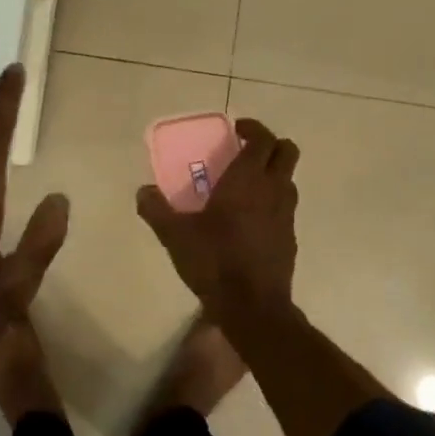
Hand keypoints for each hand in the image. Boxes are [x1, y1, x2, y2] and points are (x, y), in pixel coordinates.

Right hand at [137, 119, 298, 310]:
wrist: (253, 307)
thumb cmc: (214, 261)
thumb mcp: (175, 235)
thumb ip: (156, 210)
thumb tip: (143, 191)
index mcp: (247, 180)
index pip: (263, 139)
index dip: (253, 128)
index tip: (236, 130)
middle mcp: (273, 190)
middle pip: (287, 151)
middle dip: (270, 145)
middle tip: (244, 151)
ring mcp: (287, 215)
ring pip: (289, 180)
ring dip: (273, 174)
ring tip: (245, 186)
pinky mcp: (290, 238)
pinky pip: (286, 208)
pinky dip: (273, 203)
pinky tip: (249, 221)